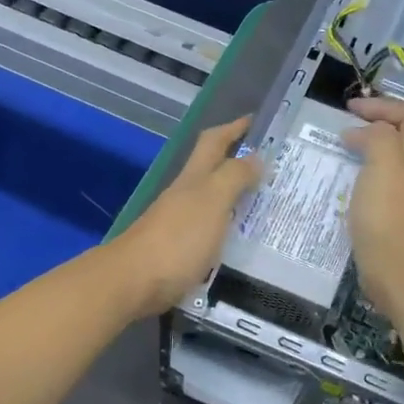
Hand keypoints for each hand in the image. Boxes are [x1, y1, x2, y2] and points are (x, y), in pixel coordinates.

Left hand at [105, 115, 262, 317]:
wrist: (132, 283)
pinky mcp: (175, 252)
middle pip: (210, 170)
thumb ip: (233, 177)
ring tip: (263, 206)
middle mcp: (183, 196)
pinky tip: (238, 242)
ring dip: (233, 197)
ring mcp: (177, 224)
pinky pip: (207, 231)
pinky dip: (225, 228)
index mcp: (193, 179)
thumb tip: (256, 156)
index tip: (255, 121)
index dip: (233, 129)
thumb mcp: (211, 201)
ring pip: (209, 201)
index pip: (214, 142)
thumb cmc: (177, 239)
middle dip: (236, 162)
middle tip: (271, 168)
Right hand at [342, 98, 403, 321]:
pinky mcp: (386, 216)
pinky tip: (336, 186)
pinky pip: (372, 185)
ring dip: (362, 152)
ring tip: (334, 155)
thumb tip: (359, 133)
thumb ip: (376, 135)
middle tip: (342, 129)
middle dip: (373, 127)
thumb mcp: (384, 158)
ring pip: (385, 161)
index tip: (351, 110)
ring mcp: (400, 195)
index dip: (384, 104)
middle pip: (400, 137)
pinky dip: (356, 178)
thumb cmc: (388, 208)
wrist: (395, 264)